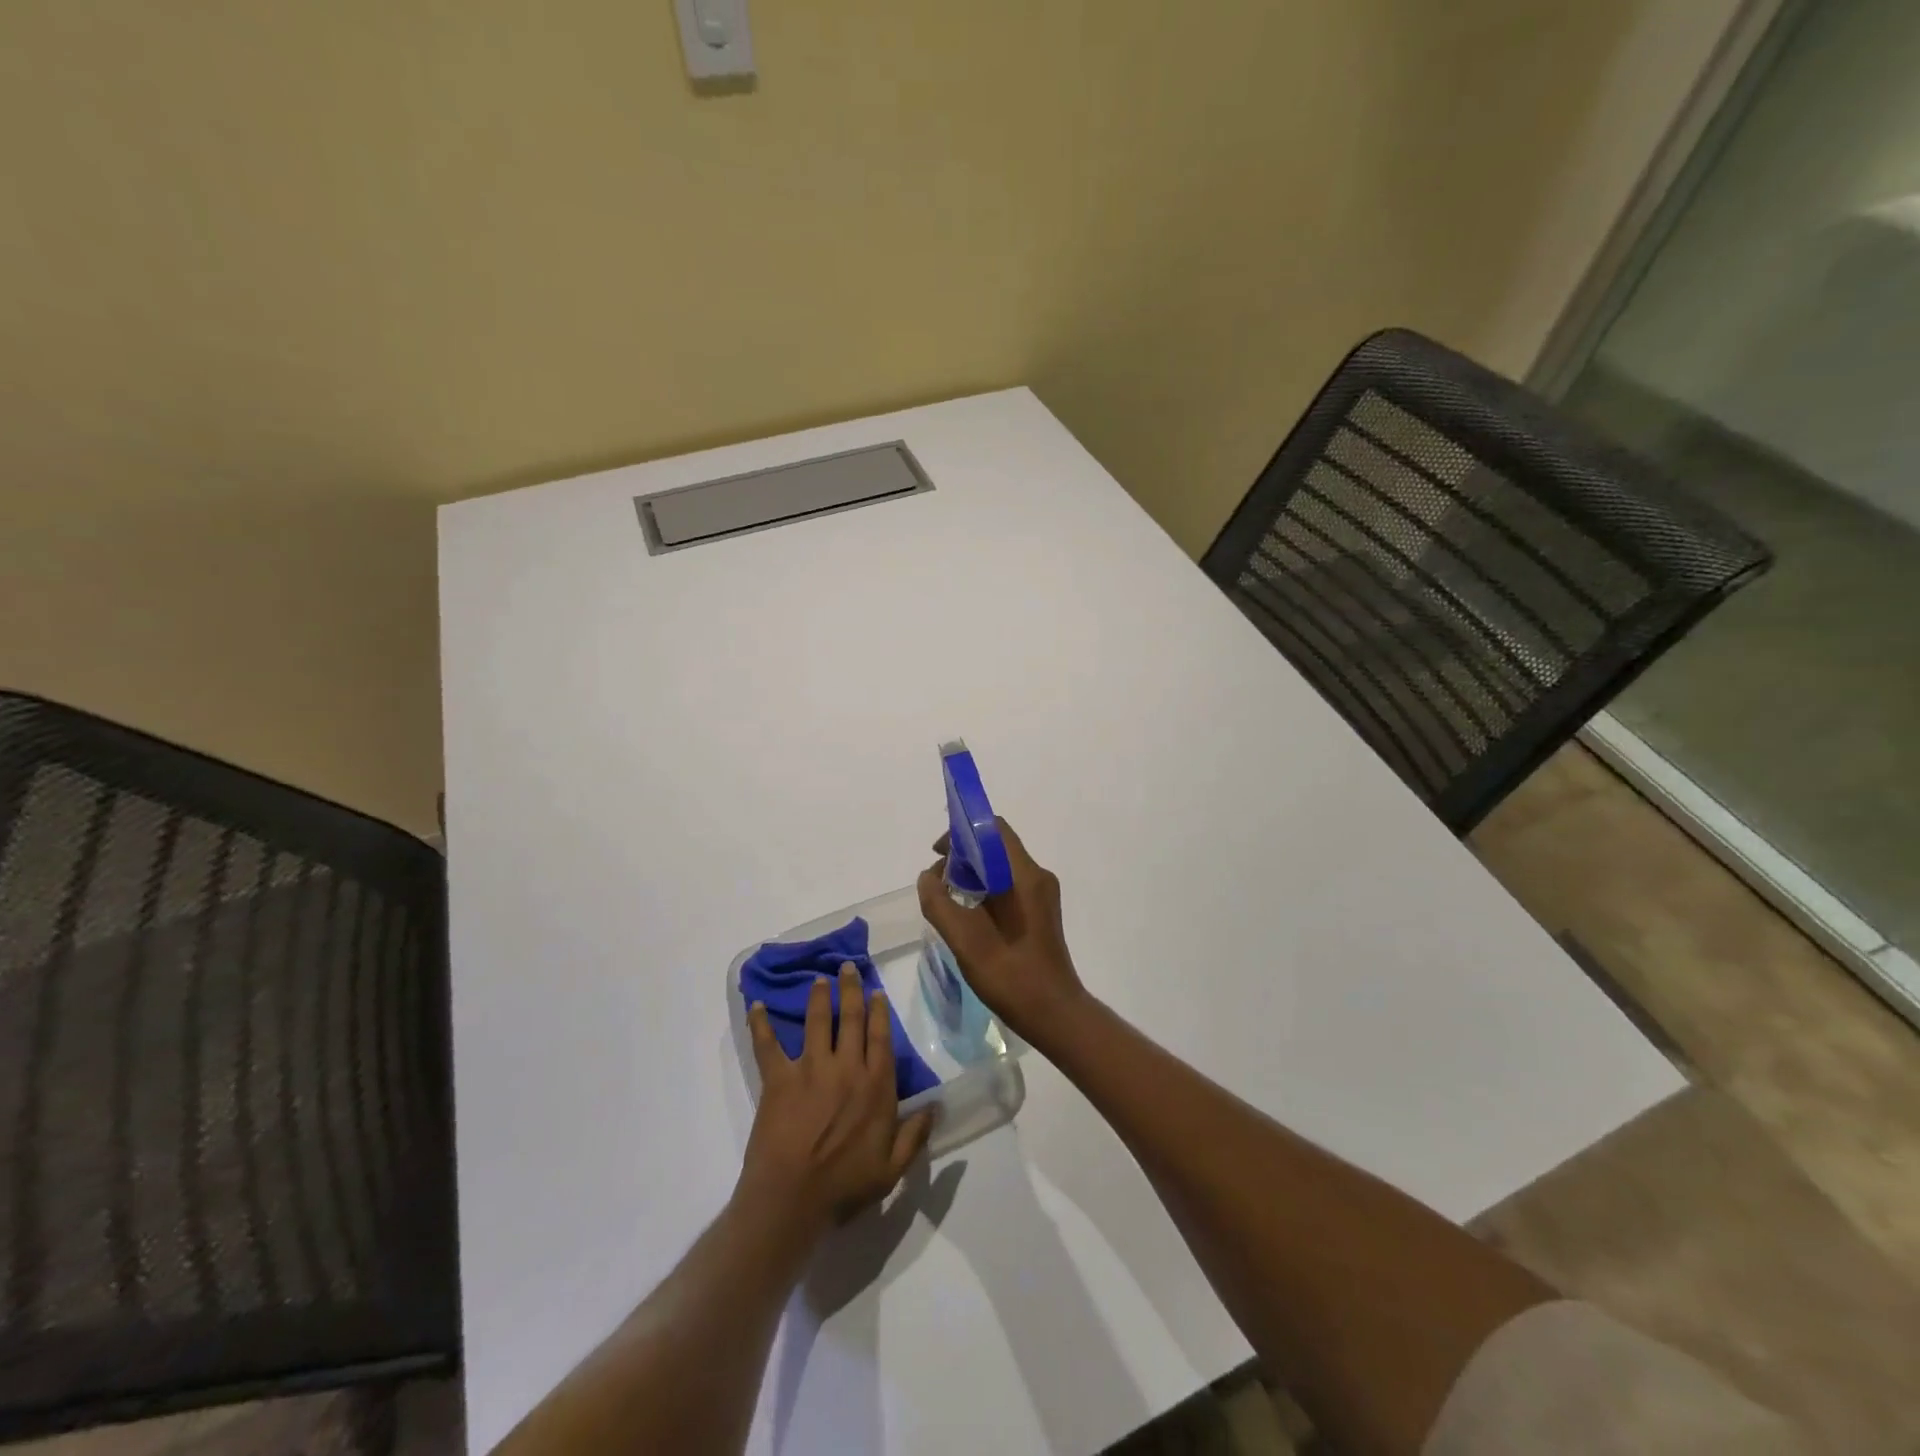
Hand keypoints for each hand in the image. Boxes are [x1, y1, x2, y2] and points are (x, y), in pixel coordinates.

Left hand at [740, 965, 931, 1233]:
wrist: (792, 1199)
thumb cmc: (845, 1186)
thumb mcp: (892, 1169)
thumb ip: (915, 1135)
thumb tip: (936, 1106)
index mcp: (875, 1086)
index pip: (880, 1037)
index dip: (879, 1012)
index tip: (877, 992)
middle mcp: (846, 1067)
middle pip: (851, 1019)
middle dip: (851, 990)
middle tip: (847, 967)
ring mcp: (810, 1069)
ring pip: (817, 1022)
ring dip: (818, 997)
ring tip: (819, 978)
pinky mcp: (779, 1079)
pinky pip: (767, 1046)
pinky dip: (760, 1024)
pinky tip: (756, 1006)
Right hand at [916, 818, 1088, 1047]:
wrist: (1054, 1014)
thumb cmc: (1010, 974)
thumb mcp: (964, 939)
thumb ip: (939, 902)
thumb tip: (928, 878)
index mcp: (1024, 875)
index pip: (993, 829)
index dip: (961, 832)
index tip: (938, 854)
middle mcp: (1037, 877)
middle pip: (996, 846)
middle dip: (963, 855)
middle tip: (937, 881)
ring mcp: (1042, 895)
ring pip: (1001, 867)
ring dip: (972, 874)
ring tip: (948, 899)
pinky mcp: (1040, 912)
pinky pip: (1009, 886)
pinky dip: (985, 890)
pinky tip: (968, 915)